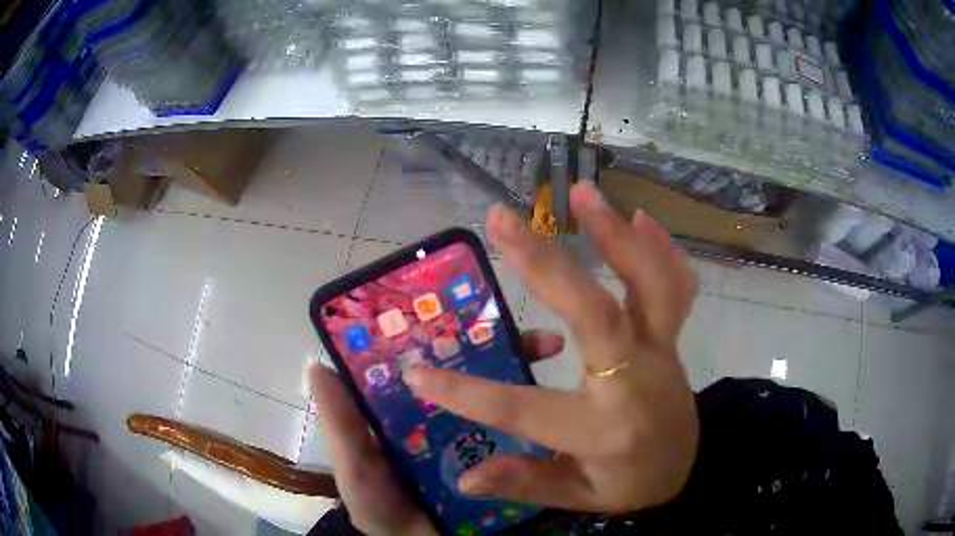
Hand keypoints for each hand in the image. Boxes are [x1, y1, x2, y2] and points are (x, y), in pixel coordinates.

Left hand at [309, 331, 565, 535]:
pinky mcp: (495, 461)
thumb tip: (317, 364)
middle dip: (498, 345)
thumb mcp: (355, 467)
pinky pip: (518, 434)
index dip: (442, 333)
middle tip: (527, 328)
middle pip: (470, 372)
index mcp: (407, 410)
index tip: (468, 304)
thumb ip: (341, 425)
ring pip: (498, 397)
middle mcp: (442, 417)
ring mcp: (472, 438)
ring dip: (521, 369)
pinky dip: (537, 416)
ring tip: (548, 346)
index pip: (425, 362)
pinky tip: (563, 399)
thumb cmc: (380, 508)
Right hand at [405, 182, 699, 512]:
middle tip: (501, 220)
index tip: (416, 372)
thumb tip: (465, 478)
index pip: (524, 409)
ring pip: (647, 283)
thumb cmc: (630, 483)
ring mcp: (661, 351)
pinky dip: (661, 249)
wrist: (689, 467)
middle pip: (594, 313)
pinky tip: (640, 219)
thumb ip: (525, 482)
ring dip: (614, 233)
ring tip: (580, 193)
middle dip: (544, 264)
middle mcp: (635, 380)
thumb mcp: (577, 496)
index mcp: (604, 429)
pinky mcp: (673, 336)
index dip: (465, 395)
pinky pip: (676, 286)